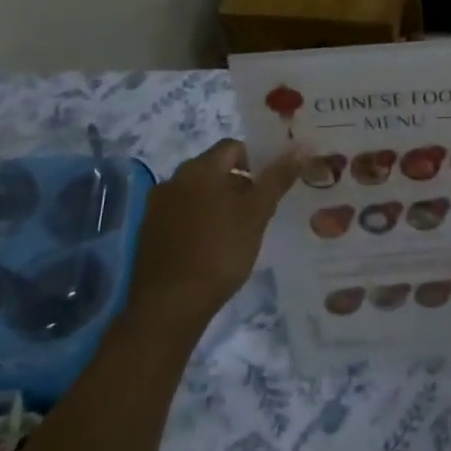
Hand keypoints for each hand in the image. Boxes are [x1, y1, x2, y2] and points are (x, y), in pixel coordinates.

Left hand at [132, 139, 301, 323]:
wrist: (170, 304)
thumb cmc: (220, 251)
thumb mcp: (257, 213)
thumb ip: (278, 178)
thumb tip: (301, 146)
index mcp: (199, 169)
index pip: (233, 147)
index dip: (258, 159)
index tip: (274, 183)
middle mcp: (173, 180)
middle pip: (215, 169)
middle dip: (241, 183)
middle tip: (263, 208)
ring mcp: (157, 207)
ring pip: (198, 193)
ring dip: (220, 202)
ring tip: (241, 229)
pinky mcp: (150, 233)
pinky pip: (183, 214)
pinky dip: (201, 220)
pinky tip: (215, 245)